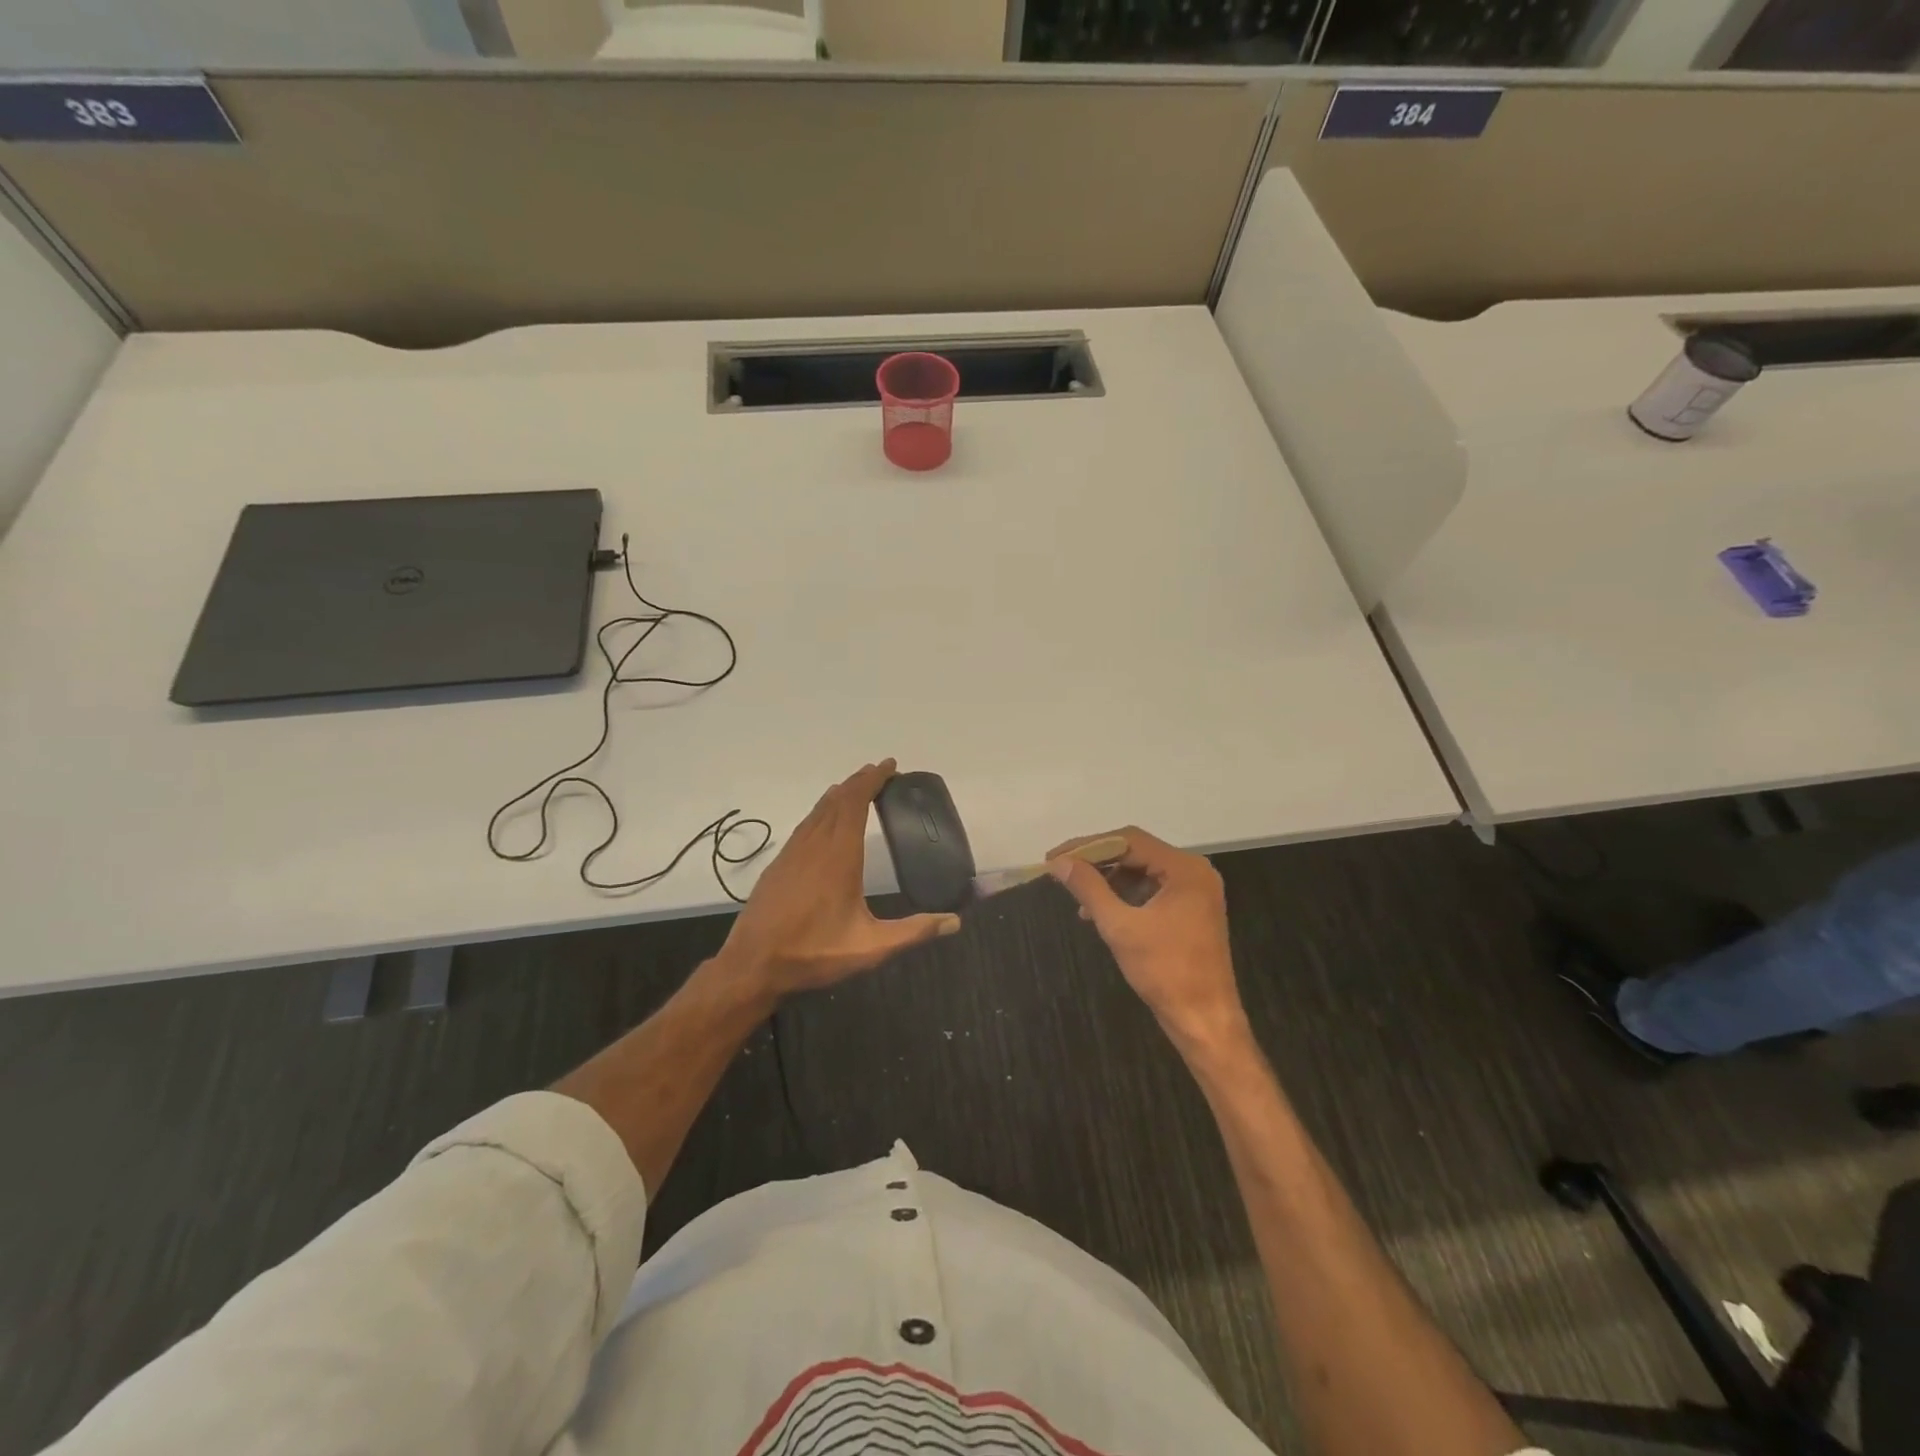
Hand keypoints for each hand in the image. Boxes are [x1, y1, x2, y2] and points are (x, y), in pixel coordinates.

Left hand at [717, 759, 959, 996]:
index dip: (872, 780)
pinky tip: (824, 819)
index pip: (856, 803)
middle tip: (881, 772)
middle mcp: (815, 845)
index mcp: (839, 855)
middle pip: (838, 800)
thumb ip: (913, 932)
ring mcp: (793, 853)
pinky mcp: (779, 864)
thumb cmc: (813, 952)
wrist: (752, 965)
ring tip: (856, 787)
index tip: (890, 766)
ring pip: (818, 810)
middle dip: (859, 782)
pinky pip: (805, 824)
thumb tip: (955, 921)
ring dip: (840, 794)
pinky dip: (821, 811)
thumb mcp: (871, 947)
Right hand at [1046, 827, 1249, 1056]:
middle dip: (1097, 861)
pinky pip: (1151, 889)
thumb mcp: (1120, 927)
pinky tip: (1099, 911)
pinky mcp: (1190, 910)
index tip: (1055, 857)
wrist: (1204, 1021)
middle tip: (1061, 871)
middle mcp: (1194, 872)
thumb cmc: (1164, 971)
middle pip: (1136, 852)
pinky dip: (1124, 895)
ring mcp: (1195, 891)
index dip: (1088, 846)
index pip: (1129, 841)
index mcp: (1185, 869)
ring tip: (1077, 896)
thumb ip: (1089, 888)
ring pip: (1142, 871)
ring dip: (1108, 880)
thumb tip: (1060, 862)